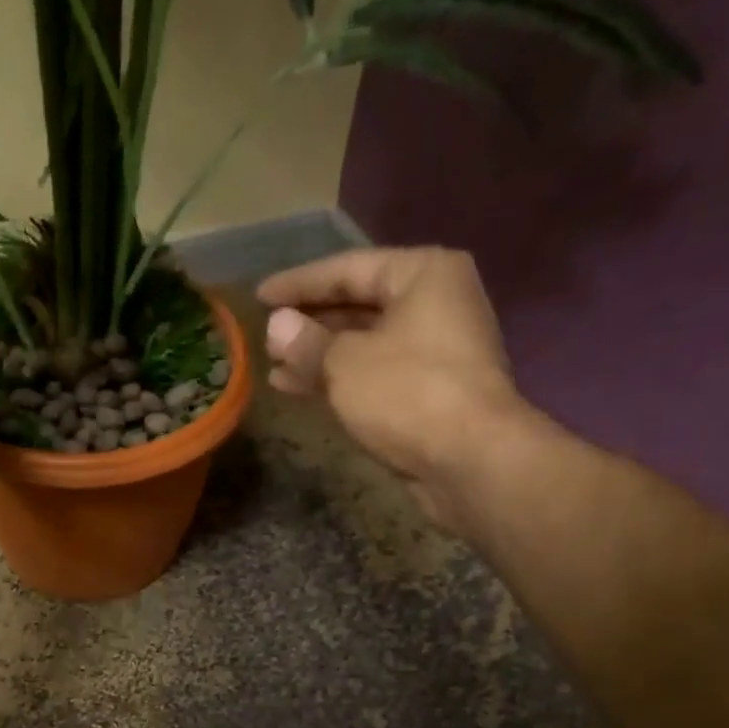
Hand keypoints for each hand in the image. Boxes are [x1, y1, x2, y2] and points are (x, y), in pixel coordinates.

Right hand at [258, 247, 532, 533]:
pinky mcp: (429, 389)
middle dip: (310, 323)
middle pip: (359, 304)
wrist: (469, 459)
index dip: (299, 283)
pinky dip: (339, 378)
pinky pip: (374, 372)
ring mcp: (436, 348)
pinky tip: (301, 389)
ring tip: (274, 370)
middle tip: (266, 335)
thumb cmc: (407, 393)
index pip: (348, 268)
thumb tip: (276, 326)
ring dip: (319, 356)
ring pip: (365, 343)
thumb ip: (306, 342)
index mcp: (423, 274)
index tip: (259, 296)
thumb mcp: (345, 363)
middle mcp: (436, 302)